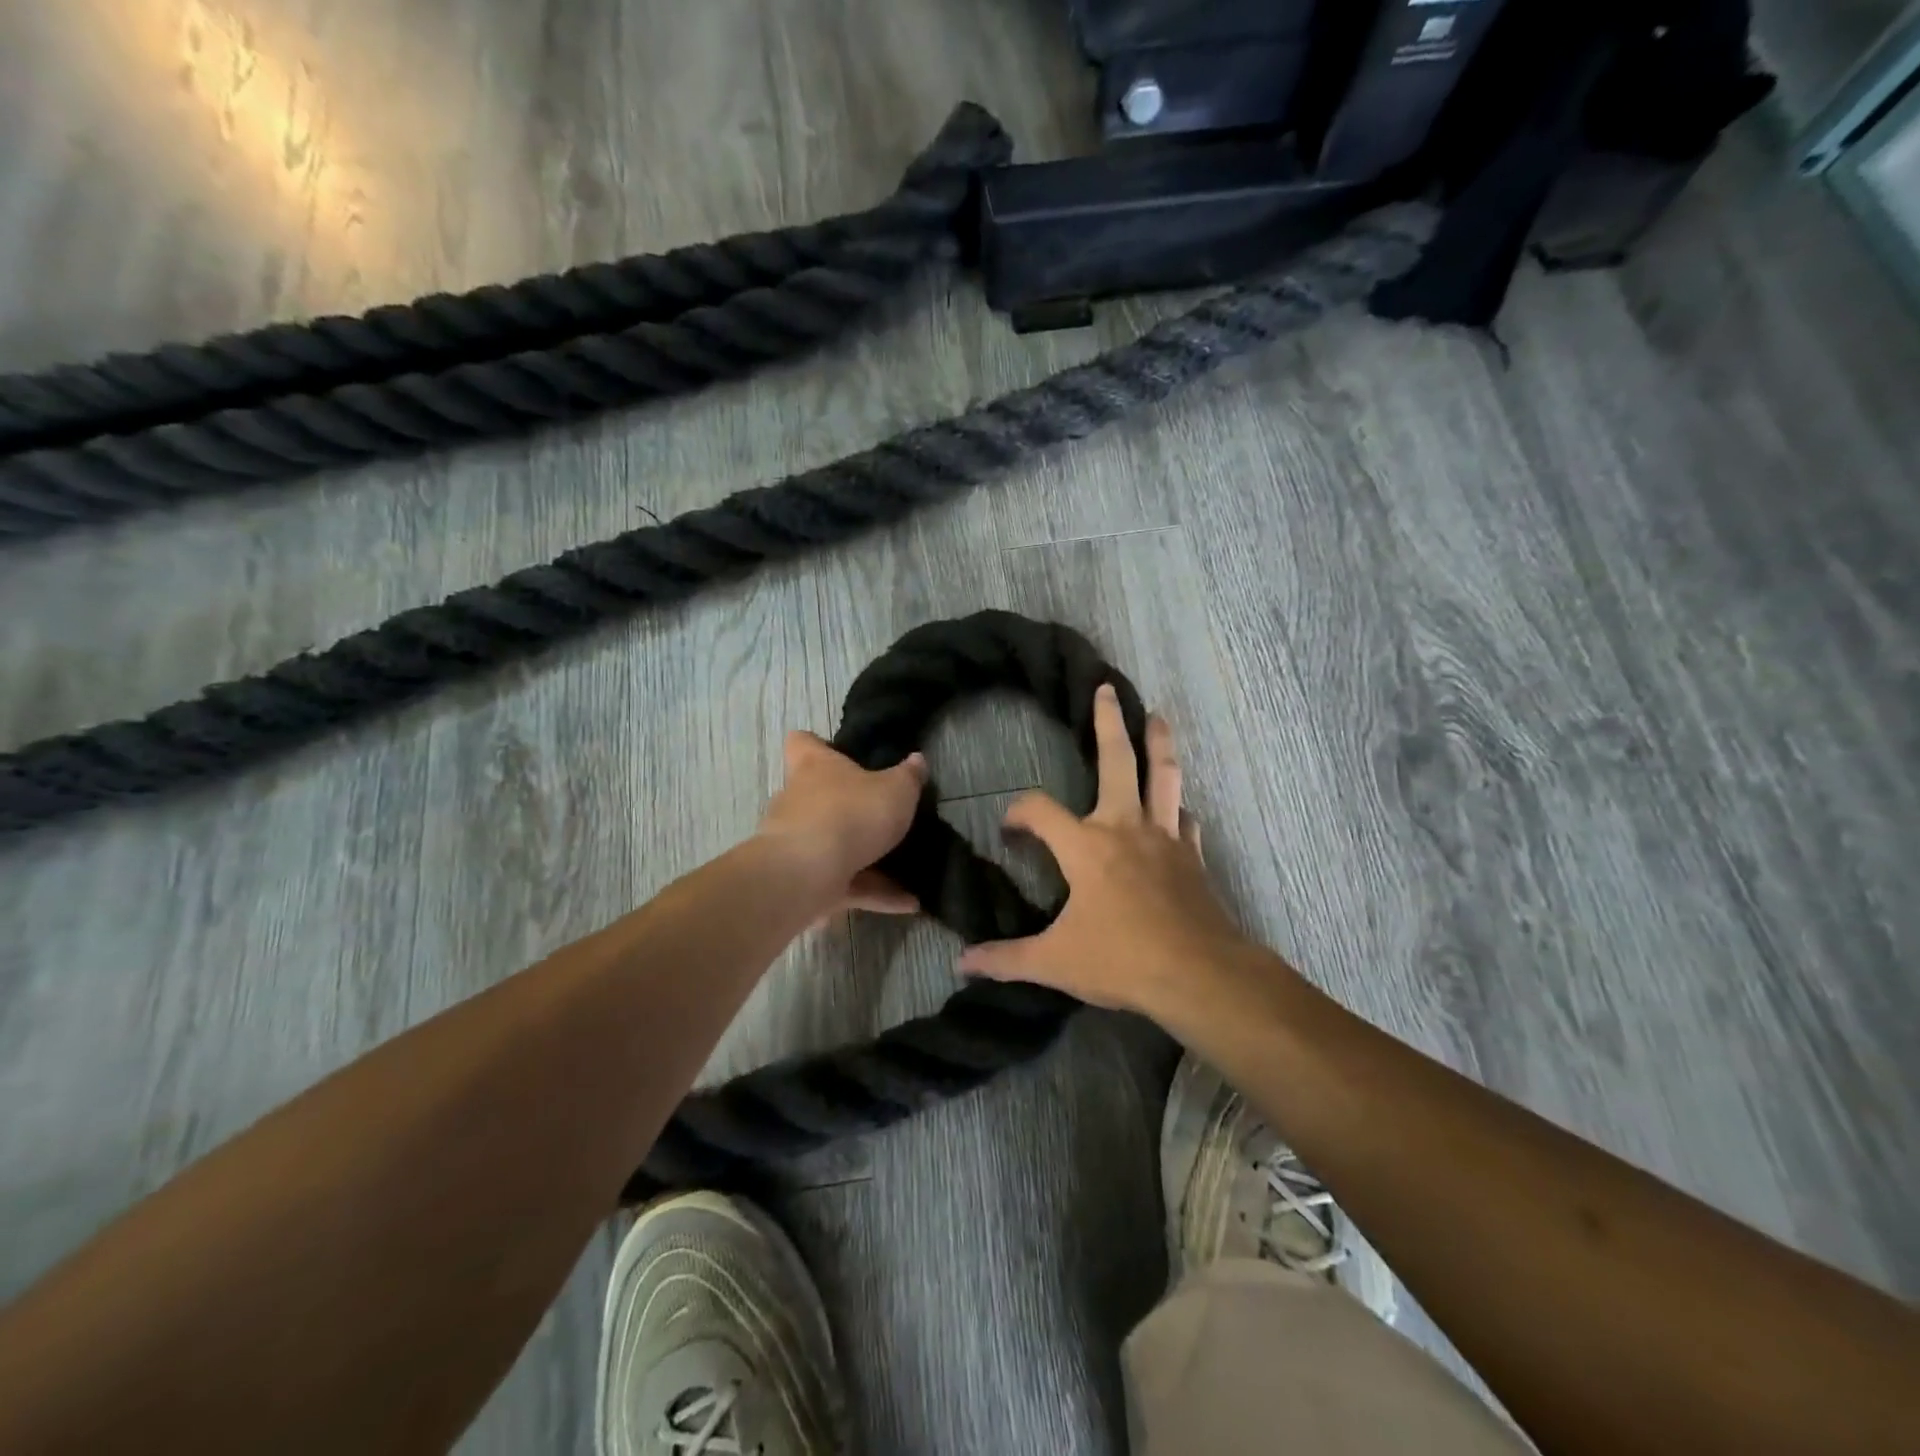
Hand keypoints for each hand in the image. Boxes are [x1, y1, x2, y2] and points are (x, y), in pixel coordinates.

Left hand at [755, 732, 926, 914]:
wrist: (806, 874)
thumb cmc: (851, 813)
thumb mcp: (896, 790)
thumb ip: (908, 777)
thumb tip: (917, 760)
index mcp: (814, 766)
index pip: (802, 743)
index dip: (818, 745)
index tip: (841, 754)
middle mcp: (798, 800)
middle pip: (818, 796)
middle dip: (848, 809)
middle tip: (883, 816)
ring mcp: (797, 843)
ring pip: (834, 846)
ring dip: (867, 859)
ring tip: (906, 869)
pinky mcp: (804, 881)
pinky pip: (845, 884)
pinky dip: (874, 892)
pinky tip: (909, 903)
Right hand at [958, 685, 1251, 1017]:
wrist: (1199, 974)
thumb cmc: (1122, 960)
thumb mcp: (1055, 962)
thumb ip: (1006, 958)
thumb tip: (962, 963)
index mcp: (1087, 846)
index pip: (1040, 811)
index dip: (1018, 812)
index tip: (1010, 828)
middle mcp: (1125, 829)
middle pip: (1118, 761)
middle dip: (1109, 723)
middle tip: (1107, 690)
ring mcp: (1165, 839)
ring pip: (1165, 777)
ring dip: (1160, 744)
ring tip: (1158, 717)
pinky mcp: (1193, 858)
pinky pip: (1186, 822)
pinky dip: (1179, 810)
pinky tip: (1180, 810)